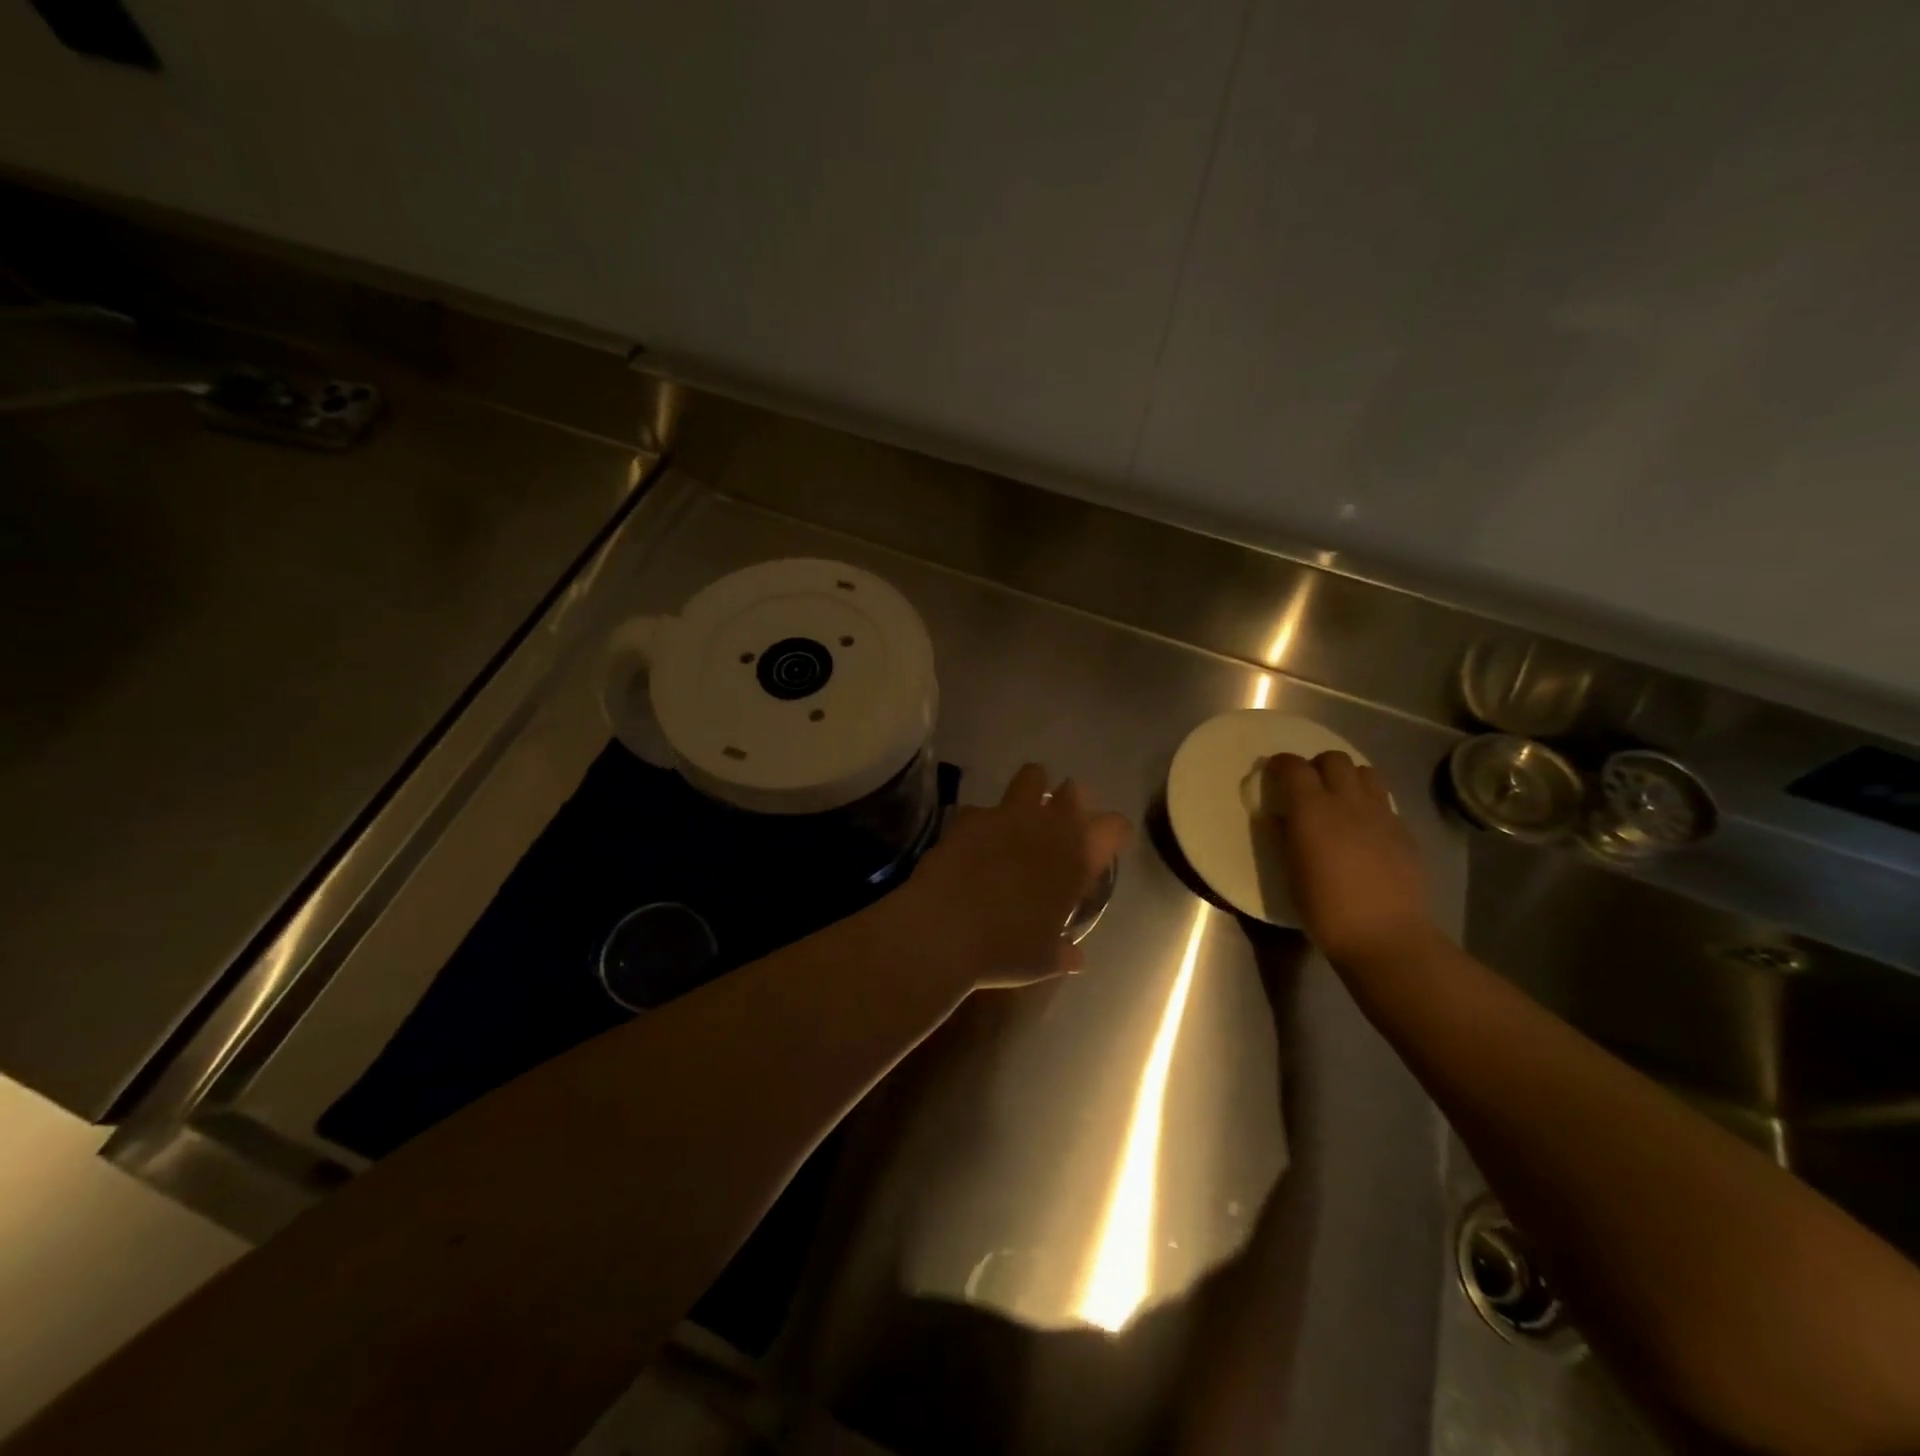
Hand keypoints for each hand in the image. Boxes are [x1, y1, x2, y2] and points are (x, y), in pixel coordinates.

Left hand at [903, 764, 1131, 989]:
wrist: (944, 929)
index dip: (1113, 832)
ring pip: (1033, 776)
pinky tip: (974, 841)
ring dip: (1033, 790)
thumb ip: (1062, 953)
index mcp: (1077, 859)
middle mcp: (1048, 828)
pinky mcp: (970, 816)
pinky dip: (983, 821)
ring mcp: (1008, 815)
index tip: (1106, 845)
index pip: (1114, 827)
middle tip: (1060, 826)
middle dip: (1072, 802)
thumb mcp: (1042, 961)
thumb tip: (1075, 958)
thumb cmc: (1004, 949)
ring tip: (1022, 815)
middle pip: (1075, 792)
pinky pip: (984, 808)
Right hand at [1261, 751, 1437, 967]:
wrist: (1384, 935)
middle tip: (1307, 786)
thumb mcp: (1290, 872)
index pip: (1293, 767)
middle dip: (1317, 766)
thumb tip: (1279, 817)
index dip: (1280, 764)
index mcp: (1312, 810)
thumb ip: (1283, 836)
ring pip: (1365, 772)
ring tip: (1338, 799)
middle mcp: (1347, 802)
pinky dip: (1369, 802)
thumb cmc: (1324, 909)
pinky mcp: (1404, 831)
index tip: (1273, 772)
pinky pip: (1384, 801)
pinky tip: (1363, 828)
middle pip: (1334, 759)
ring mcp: (1381, 814)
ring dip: (1347, 778)